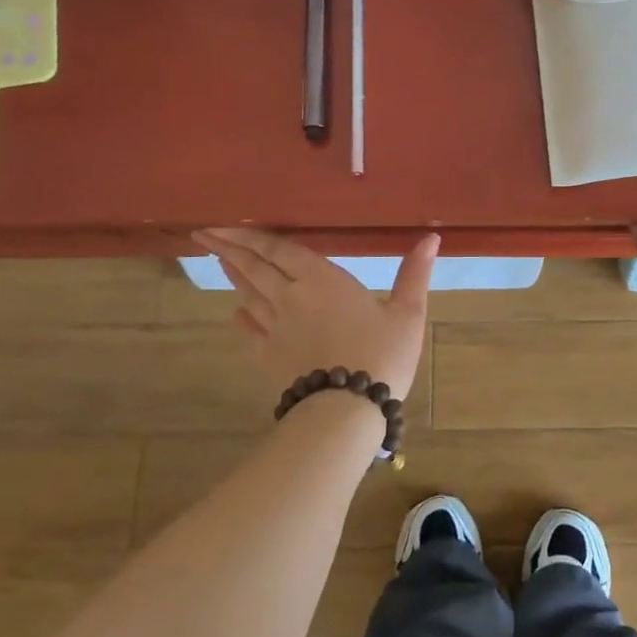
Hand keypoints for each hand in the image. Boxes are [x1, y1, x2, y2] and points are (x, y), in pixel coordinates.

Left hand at [194, 228, 439, 401]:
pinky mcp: (269, 357)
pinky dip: (242, 316)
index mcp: (321, 278)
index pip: (277, 249)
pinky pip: (250, 330)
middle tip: (204, 236)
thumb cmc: (381, 355)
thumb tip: (432, 238)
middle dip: (228, 249)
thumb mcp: (407, 312)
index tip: (222, 226)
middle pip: (253, 267)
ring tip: (220, 262)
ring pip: (248, 294)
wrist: (347, 409)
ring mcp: (276, 328)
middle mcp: (290, 296)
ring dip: (233, 276)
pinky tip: (236, 312)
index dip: (249, 236)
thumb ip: (414, 273)